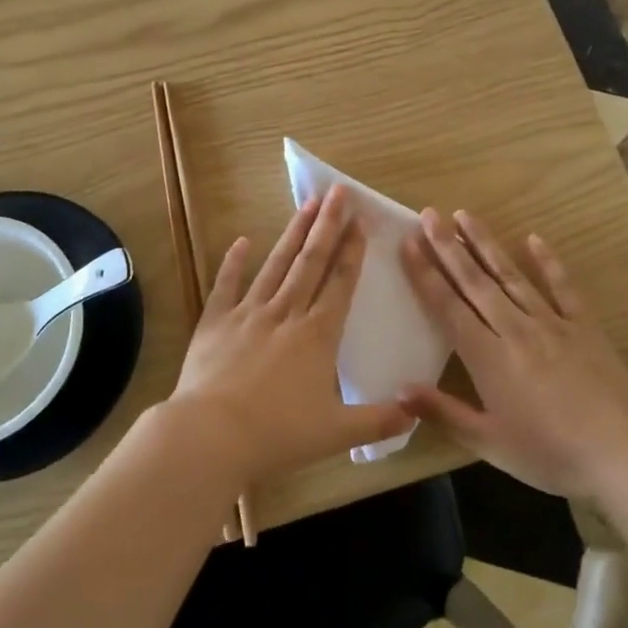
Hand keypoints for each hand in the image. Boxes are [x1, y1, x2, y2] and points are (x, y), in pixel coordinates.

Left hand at [169, 185, 410, 487]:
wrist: (211, 436)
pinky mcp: (215, 323)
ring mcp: (248, 314)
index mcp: (317, 336)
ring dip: (293, 234)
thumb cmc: (277, 434)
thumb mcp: (336, 433)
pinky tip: (242, 241)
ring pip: (276, 265)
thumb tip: (416, 412)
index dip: (352, 252)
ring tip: (306, 204)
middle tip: (338, 192)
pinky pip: (226, 286)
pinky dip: (234, 263)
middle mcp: (286, 314)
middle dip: (327, 225)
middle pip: (311, 262)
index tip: (360, 221)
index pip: (340, 284)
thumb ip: (378, 421)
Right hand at [399, 209, 627, 498]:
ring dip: (486, 244)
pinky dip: (548, 262)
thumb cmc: (548, 453)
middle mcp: (514, 328)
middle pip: (475, 282)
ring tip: (465, 215)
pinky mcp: (584, 325)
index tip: (408, 243)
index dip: (425, 274)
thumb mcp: (488, 443)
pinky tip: (534, 238)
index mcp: (487, 356)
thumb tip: (398, 391)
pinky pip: (563, 286)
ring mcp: (552, 322)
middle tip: (428, 215)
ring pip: (511, 275)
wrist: (622, 454)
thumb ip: (443, 413)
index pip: (447, 306)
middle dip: (448, 247)